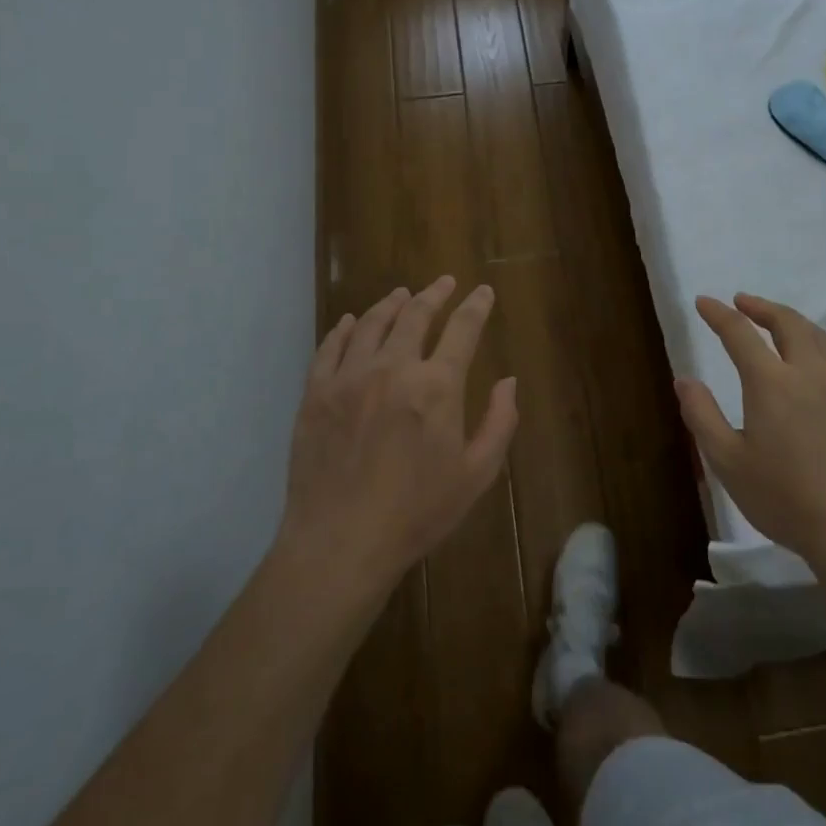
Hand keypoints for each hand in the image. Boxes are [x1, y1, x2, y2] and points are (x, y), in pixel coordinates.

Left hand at [278, 278, 518, 596]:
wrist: (341, 543)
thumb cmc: (417, 513)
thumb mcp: (476, 475)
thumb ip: (499, 422)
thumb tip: (508, 381)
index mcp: (437, 386)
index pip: (463, 329)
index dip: (476, 306)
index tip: (483, 291)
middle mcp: (393, 368)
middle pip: (416, 315)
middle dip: (435, 293)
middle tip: (444, 282)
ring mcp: (350, 377)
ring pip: (373, 323)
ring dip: (392, 304)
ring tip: (402, 294)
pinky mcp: (316, 392)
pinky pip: (331, 347)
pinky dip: (345, 329)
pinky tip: (352, 322)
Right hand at [676, 293, 825, 569]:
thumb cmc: (785, 499)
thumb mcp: (728, 462)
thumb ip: (702, 415)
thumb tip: (684, 379)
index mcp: (771, 382)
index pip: (740, 333)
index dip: (719, 315)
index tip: (704, 302)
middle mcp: (810, 372)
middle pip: (787, 323)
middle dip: (761, 307)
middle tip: (742, 302)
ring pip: (818, 336)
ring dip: (792, 321)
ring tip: (777, 322)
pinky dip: (820, 343)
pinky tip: (818, 357)